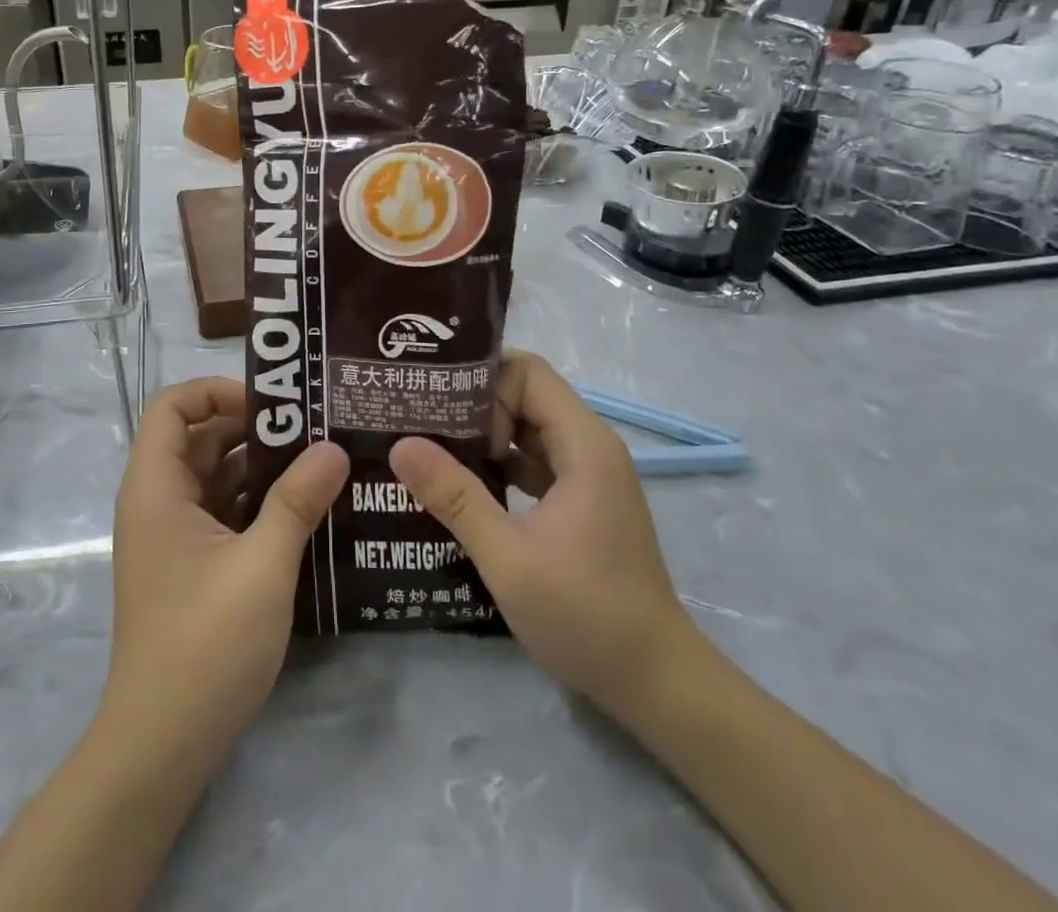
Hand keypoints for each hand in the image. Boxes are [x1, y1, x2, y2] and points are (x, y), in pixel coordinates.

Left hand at [99, 378, 348, 777]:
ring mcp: (173, 537)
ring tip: (319, 460)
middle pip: (199, 438)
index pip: (172, 406)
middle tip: (313, 425)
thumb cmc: (204, 642)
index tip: (270, 404)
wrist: (161, 746)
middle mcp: (158, 502)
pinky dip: (256, 502)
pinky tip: (304, 508)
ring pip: (215, 477)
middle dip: (252, 427)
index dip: (216, 391)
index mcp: (156, 487)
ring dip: (260, 466)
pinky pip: (222, 513)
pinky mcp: (190, 567)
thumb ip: (297, 500)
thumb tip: (334, 448)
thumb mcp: (262, 565)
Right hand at [388, 351, 698, 717]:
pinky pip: (532, 459)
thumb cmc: (587, 615)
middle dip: (473, 404)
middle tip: (421, 424)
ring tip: (429, 448)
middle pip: (524, 394)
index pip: (527, 373)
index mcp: (583, 445)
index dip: (482, 385)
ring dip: (481, 434)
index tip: (442, 415)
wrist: (656, 684)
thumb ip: (455, 497)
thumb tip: (401, 445)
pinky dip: (497, 462)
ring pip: (526, 426)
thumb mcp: (508, 557)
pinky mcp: (579, 500)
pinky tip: (459, 485)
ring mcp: (586, 475)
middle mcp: (589, 447)